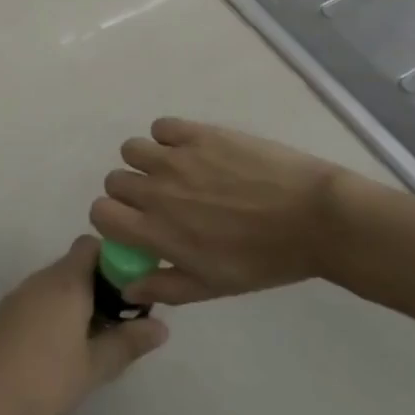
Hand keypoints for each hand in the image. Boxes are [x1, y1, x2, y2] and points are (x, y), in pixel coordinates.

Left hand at [0, 237, 167, 414]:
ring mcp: (19, 295)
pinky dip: (56, 312)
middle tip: (120, 321)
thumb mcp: (96, 366)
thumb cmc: (47, 379)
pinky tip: (62, 349)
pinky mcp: (5, 315)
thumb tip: (162, 327)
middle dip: (100, 286)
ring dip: (78, 301)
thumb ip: (129, 342)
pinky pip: (39, 300)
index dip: (114, 259)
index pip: (91, 245)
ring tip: (95, 339)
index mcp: (66, 281)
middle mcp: (41, 278)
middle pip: (75, 264)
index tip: (132, 289)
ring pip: (57, 284)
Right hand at [89, 118, 377, 304]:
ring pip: (132, 149)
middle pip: (114, 180)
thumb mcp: (213, 286)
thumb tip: (126, 287)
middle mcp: (157, 190)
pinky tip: (192, 152)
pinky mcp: (199, 133)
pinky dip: (169, 138)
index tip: (132, 224)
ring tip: (175, 173)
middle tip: (161, 202)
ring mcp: (177, 157)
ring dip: (145, 162)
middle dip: (130, 193)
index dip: (112, 219)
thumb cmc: (264, 260)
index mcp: (158, 231)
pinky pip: (162, 127)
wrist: (312, 218)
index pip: (101, 213)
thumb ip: (165, 286)